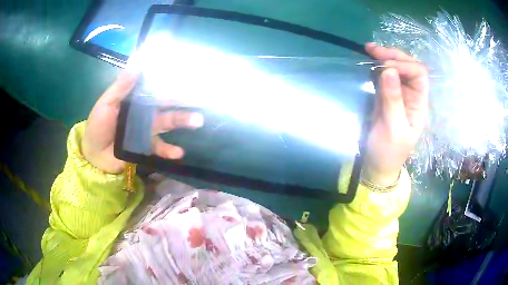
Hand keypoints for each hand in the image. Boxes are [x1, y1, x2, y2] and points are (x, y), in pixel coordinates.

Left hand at [82, 68, 203, 173]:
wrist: (94, 154)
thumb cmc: (98, 125)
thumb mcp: (107, 103)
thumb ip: (121, 86)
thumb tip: (137, 63)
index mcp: (136, 100)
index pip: (155, 88)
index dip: (170, 82)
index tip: (187, 76)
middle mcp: (144, 113)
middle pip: (165, 105)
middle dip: (182, 101)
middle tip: (201, 98)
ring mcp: (147, 131)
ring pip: (167, 123)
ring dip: (182, 121)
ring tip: (197, 121)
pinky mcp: (146, 147)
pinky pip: (160, 148)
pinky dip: (169, 151)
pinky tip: (178, 153)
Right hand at [363, 43, 428, 184]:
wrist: (377, 165)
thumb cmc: (389, 151)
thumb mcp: (393, 128)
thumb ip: (393, 100)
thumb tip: (389, 70)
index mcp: (419, 104)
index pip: (419, 74)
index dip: (405, 65)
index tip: (385, 66)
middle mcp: (411, 95)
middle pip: (409, 67)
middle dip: (393, 56)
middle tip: (372, 50)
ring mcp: (398, 95)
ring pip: (396, 69)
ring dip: (384, 57)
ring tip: (368, 50)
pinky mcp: (385, 96)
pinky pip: (384, 76)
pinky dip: (376, 66)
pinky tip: (368, 61)